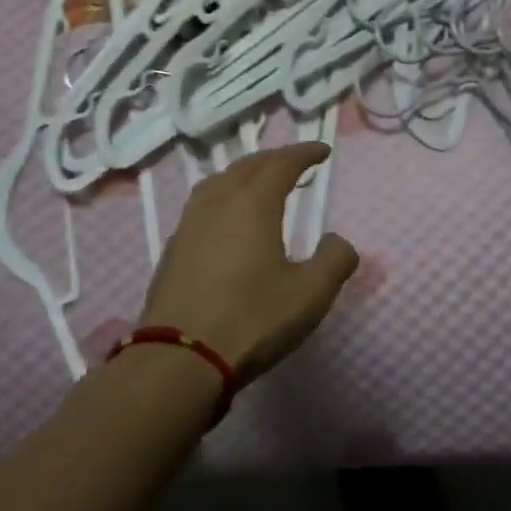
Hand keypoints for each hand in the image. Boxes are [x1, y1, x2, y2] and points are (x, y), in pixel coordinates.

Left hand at [141, 142, 358, 383]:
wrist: (179, 359)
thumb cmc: (251, 320)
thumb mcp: (310, 295)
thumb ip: (334, 261)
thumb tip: (337, 241)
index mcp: (253, 204)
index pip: (282, 163)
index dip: (304, 153)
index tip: (322, 151)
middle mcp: (218, 203)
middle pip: (247, 165)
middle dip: (274, 158)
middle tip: (295, 163)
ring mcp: (189, 224)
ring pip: (218, 181)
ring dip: (244, 174)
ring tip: (259, 183)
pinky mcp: (173, 248)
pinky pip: (202, 205)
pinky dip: (223, 197)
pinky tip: (226, 220)